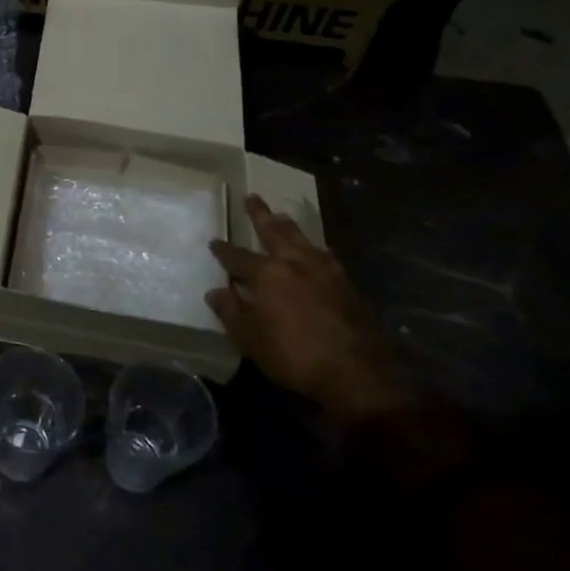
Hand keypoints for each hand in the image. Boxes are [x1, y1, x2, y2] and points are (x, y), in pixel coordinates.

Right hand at [207, 196, 408, 425]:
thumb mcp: (251, 339)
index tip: (214, 242)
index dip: (224, 250)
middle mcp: (294, 263)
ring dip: (289, 226)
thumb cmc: (294, 356)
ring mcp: (324, 271)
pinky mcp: (346, 284)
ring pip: (302, 239)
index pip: (238, 257)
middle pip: (274, 232)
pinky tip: (317, 250)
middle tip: (252, 197)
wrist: (355, 373)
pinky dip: (315, 248)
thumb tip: (215, 292)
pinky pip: (325, 255)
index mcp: (266, 274)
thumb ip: (232, 312)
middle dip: (260, 215)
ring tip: (282, 216)